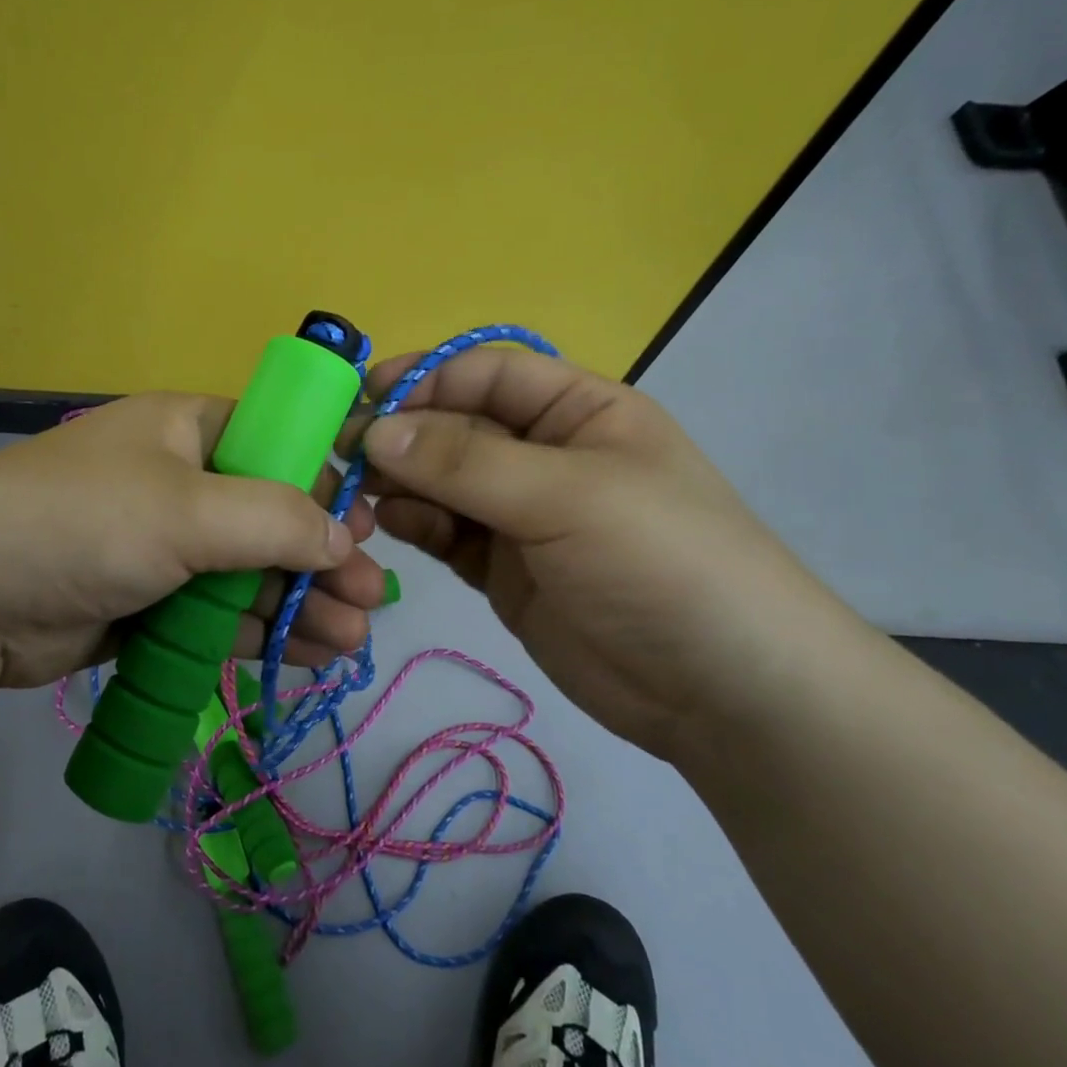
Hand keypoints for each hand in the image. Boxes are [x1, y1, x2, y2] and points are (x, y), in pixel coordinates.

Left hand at [0, 392, 387, 689]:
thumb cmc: (86, 522)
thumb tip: (344, 538)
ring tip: (351, 639)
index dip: (325, 484)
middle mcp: (180, 481)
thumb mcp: (189, 509)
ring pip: (249, 572)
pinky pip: (218, 612)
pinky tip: (307, 653)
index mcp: (188, 430)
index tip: (368, 526)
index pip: (277, 446)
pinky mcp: (148, 601)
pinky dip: (260, 630)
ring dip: (300, 602)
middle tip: (371, 599)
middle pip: (270, 517)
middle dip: (322, 559)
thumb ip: (276, 519)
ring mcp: (163, 545)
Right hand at [356, 347, 864, 761]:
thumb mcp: (566, 495)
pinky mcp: (503, 569)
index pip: (486, 375)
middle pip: (456, 428)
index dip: (425, 381)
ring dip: (400, 484)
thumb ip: (465, 462)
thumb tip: (375, 431)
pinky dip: (416, 526)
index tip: (364, 403)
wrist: (722, 692)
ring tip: (358, 497)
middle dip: (402, 437)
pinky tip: (390, 527)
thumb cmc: (660, 562)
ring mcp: (521, 515)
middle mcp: (544, 454)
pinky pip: (446, 533)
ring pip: (442, 483)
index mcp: (578, 410)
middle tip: (343, 458)